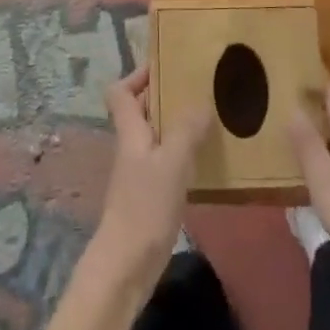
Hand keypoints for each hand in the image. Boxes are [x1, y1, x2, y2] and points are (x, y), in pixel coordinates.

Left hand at [85, 67, 210, 288]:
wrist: (127, 264)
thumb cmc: (145, 206)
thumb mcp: (172, 162)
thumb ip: (186, 130)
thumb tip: (201, 101)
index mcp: (130, 131)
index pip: (120, 91)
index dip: (137, 75)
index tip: (166, 65)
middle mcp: (131, 146)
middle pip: (140, 109)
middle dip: (165, 95)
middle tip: (198, 87)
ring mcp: (139, 170)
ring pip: (156, 134)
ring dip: (177, 123)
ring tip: (210, 116)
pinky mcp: (150, 193)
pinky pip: (166, 159)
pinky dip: (183, 151)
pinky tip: (206, 157)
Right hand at [289, 85, 329, 318]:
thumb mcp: (325, 179)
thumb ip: (308, 144)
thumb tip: (292, 105)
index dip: (318, 81)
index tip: (296, 62)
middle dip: (315, 107)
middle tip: (282, 95)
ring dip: (319, 137)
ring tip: (289, 130)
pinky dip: (325, 164)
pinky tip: (310, 176)